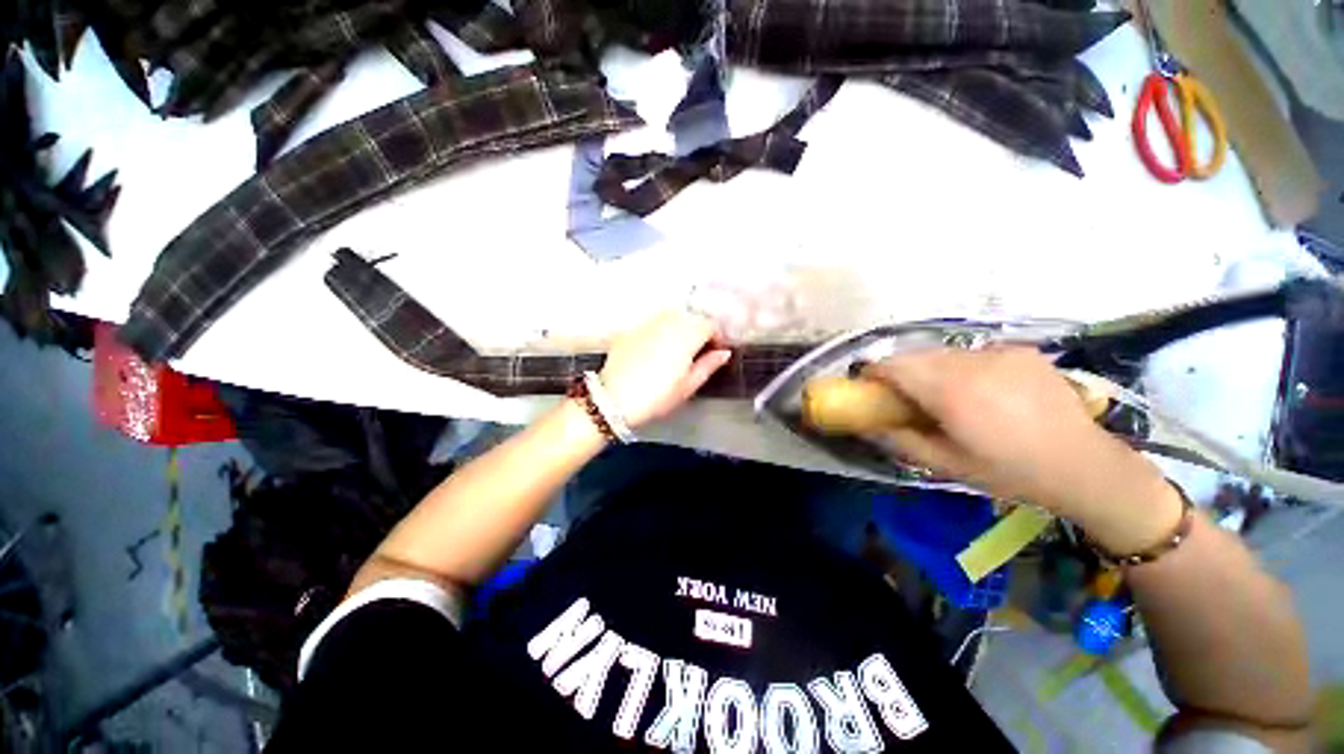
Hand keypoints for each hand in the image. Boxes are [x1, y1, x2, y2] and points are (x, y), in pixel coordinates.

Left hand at [599, 312, 731, 427]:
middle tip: (699, 353)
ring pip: (672, 318)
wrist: (613, 399)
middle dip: (699, 332)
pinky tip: (657, 350)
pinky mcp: (632, 330)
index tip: (716, 352)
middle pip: (692, 318)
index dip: (717, 338)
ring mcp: (648, 323)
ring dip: (680, 329)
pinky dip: (661, 332)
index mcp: (687, 335)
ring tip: (678, 351)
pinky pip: (653, 324)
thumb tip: (723, 353)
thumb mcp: (687, 386)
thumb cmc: (655, 397)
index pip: (710, 325)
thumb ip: (708, 365)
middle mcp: (668, 322)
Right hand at [864, 347, 1182, 551]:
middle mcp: (972, 363)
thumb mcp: (946, 464)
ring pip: (942, 352)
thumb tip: (868, 425)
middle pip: (914, 355)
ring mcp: (999, 352)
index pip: (894, 365)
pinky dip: (960, 367)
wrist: (1085, 466)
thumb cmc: (1010, 472)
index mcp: (951, 392)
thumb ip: (900, 439)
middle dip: (900, 372)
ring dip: (930, 369)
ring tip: (943, 395)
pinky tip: (979, 390)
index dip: (874, 373)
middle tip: (903, 398)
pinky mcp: (1020, 350)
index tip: (869, 388)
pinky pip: (971, 354)